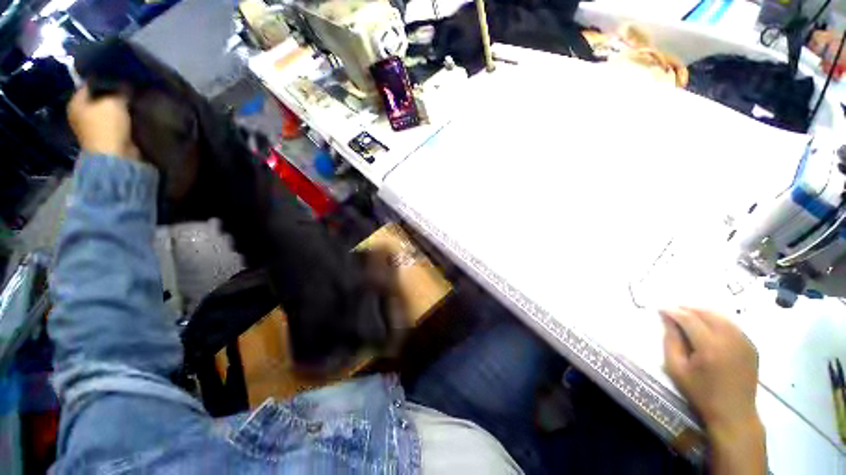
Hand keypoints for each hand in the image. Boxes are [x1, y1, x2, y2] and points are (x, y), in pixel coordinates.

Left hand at [68, 85, 139, 159]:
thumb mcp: (114, 101)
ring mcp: (91, 126)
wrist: (114, 156)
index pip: (89, 83)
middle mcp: (80, 113)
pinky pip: (114, 121)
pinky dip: (122, 118)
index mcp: (75, 102)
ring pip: (107, 110)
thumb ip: (118, 89)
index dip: (105, 78)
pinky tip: (131, 114)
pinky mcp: (105, 136)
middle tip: (128, 88)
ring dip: (118, 107)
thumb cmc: (107, 126)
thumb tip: (124, 84)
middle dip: (112, 94)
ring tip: (131, 101)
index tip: (120, 76)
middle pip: (98, 97)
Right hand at [660, 308, 759, 438]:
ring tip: (689, 316)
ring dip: (703, 313)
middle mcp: (730, 340)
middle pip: (707, 314)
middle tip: (673, 310)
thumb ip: (670, 342)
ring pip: (721, 317)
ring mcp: (744, 342)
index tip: (661, 309)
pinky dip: (717, 322)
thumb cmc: (700, 393)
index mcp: (709, 347)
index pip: (689, 319)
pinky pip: (732, 326)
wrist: (734, 413)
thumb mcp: (676, 369)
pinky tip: (708, 328)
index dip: (673, 312)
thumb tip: (667, 320)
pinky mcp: (751, 346)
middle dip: (688, 309)